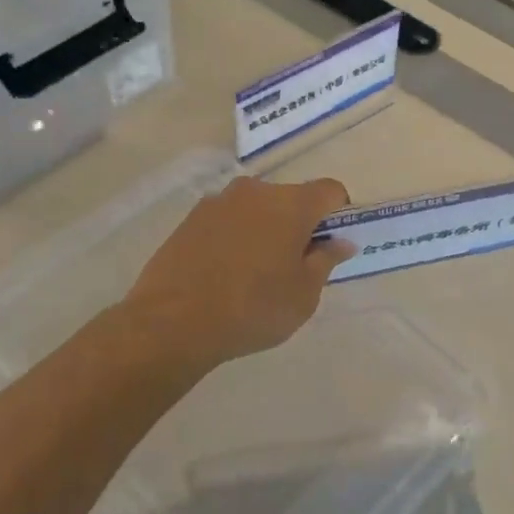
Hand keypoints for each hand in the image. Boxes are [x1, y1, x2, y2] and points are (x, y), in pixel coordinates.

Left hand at [125, 176, 353, 366]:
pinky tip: (225, 273)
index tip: (331, 243)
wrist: (173, 322)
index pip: (330, 190)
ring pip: (255, 209)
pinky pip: (226, 221)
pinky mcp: (189, 219)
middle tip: (293, 265)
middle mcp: (255, 192)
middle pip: (290, 199)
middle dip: (298, 224)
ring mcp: (217, 202)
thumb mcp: (303, 294)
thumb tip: (341, 242)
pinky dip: (234, 237)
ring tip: (254, 272)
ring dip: (264, 230)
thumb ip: (326, 261)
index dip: (338, 213)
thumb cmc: (253, 308)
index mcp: (291, 205)